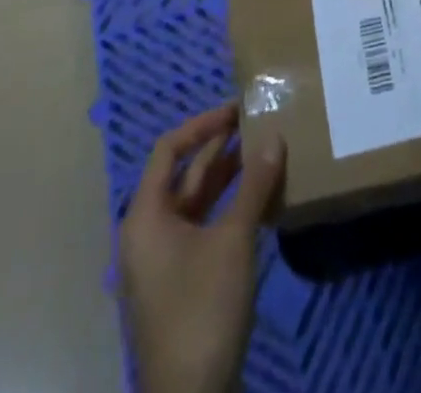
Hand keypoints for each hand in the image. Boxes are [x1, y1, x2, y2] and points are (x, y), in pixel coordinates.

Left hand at [119, 104, 283, 392]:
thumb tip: (275, 137)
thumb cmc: (203, 309)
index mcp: (145, 217)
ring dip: (226, 177)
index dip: (202, 124)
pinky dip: (226, 208)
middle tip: (257, 124)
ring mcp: (161, 262)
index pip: (168, 150)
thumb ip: (254, 185)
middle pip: (182, 175)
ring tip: (263, 152)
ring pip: (194, 203)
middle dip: (219, 148)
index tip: (237, 110)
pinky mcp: (178, 284)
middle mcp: (146, 234)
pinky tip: (257, 200)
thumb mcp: (234, 240)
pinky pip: (201, 228)